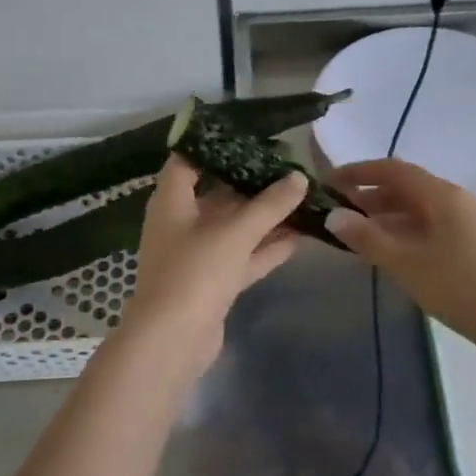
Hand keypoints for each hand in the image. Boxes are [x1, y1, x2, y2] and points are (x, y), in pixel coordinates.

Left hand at [123, 156, 306, 367]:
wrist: (173, 341)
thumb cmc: (195, 272)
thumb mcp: (235, 232)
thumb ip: (270, 204)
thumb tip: (299, 177)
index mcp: (172, 201)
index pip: (188, 160)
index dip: (214, 145)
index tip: (249, 135)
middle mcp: (181, 223)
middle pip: (218, 194)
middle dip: (252, 183)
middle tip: (289, 167)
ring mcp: (196, 255)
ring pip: (235, 228)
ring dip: (265, 217)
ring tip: (303, 198)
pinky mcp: (212, 283)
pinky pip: (242, 256)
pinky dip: (266, 247)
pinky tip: (300, 236)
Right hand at [326, 159, 475, 347]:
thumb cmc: (460, 286)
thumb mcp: (406, 263)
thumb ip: (367, 238)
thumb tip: (334, 216)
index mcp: (441, 195)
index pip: (392, 170)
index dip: (358, 172)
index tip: (328, 183)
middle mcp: (454, 200)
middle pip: (404, 188)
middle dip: (368, 196)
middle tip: (336, 212)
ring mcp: (465, 223)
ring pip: (416, 210)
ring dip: (384, 216)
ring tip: (354, 233)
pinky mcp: (469, 245)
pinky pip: (427, 227)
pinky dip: (401, 232)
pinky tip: (387, 252)